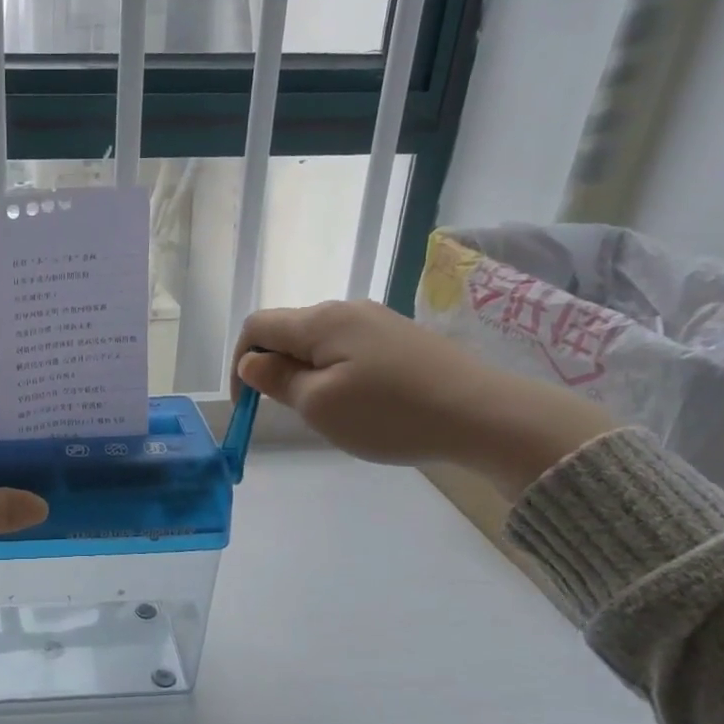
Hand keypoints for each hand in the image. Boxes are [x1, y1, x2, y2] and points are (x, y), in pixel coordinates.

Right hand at [231, 301, 614, 498]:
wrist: (483, 414)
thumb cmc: (390, 413)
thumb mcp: (319, 404)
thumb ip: (278, 380)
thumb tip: (252, 362)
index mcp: (320, 321)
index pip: (257, 326)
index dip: (240, 362)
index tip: (249, 404)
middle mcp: (346, 309)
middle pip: (289, 331)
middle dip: (275, 369)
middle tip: (291, 412)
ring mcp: (378, 321)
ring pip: (320, 342)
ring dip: (307, 373)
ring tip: (329, 413)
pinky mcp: (402, 338)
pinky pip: (350, 349)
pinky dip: (337, 373)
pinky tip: (361, 404)